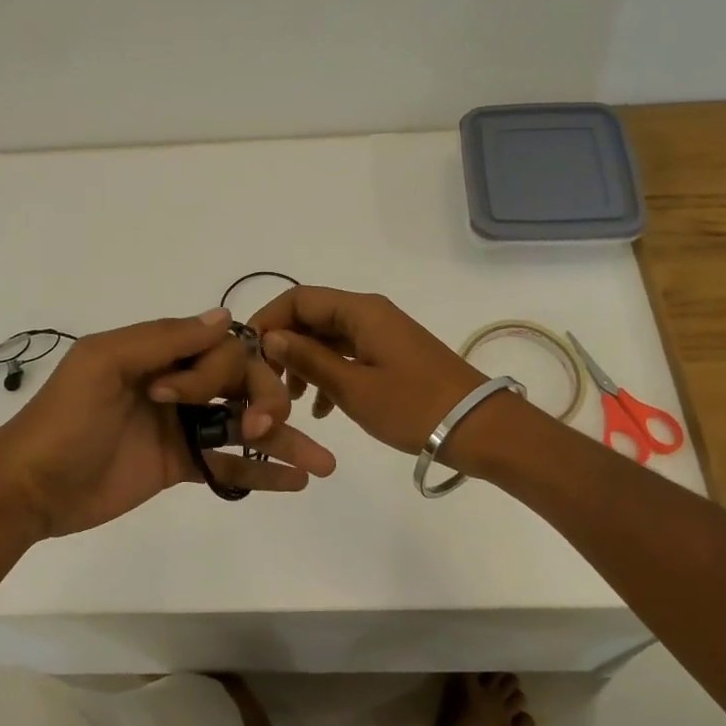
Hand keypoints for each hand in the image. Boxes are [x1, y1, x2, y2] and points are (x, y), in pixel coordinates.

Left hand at [0, 309, 335, 539]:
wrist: (29, 489)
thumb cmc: (63, 420)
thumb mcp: (103, 365)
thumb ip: (162, 340)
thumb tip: (226, 318)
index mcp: (160, 354)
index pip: (219, 349)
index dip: (222, 370)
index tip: (186, 398)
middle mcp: (178, 385)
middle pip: (242, 385)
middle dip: (266, 402)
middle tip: (266, 427)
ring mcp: (182, 428)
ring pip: (244, 426)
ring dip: (285, 440)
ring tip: (323, 465)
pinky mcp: (181, 467)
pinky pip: (228, 465)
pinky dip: (262, 473)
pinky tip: (295, 481)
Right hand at [248, 287, 490, 455]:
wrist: (478, 427)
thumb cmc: (413, 406)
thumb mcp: (353, 387)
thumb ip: (308, 359)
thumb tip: (270, 337)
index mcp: (360, 311)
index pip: (299, 298)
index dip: (268, 320)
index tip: (247, 354)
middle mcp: (369, 313)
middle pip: (312, 317)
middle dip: (284, 346)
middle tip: (267, 383)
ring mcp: (382, 334)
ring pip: (328, 338)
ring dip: (305, 364)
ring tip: (292, 402)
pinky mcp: (391, 355)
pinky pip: (348, 354)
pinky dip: (329, 374)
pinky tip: (322, 409)